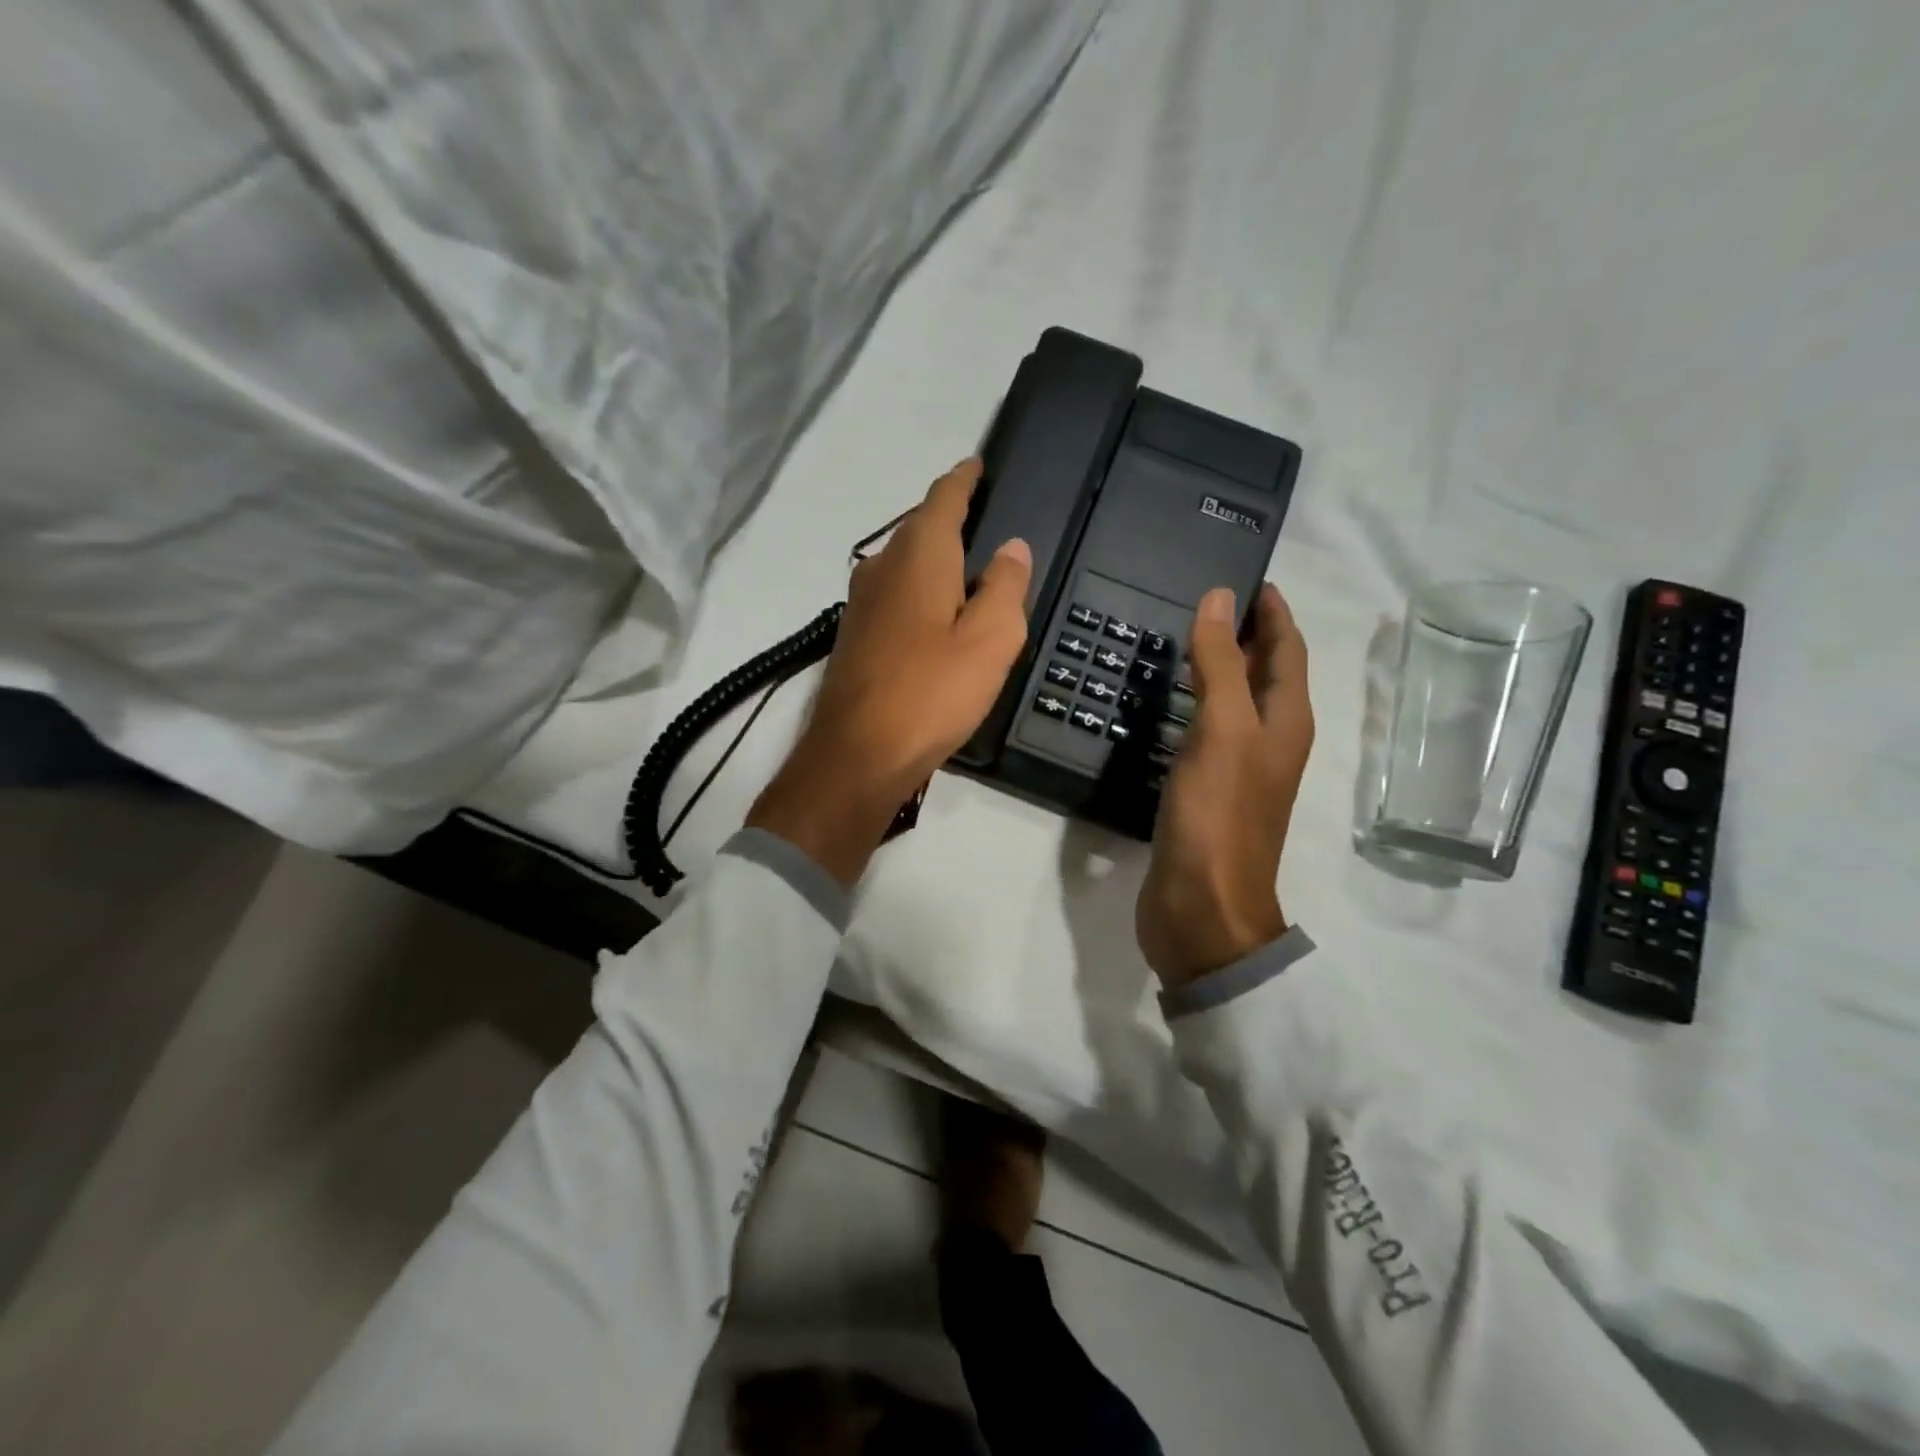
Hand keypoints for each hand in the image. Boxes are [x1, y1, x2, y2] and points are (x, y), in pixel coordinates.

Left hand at [747, 459, 1031, 886]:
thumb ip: (1006, 587)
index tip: (979, 464)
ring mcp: (861, 602)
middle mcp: (882, 567)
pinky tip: (936, 613)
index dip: (965, 478)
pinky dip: (919, 590)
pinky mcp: (855, 635)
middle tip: (987, 521)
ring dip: (933, 557)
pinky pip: (894, 594)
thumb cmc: (931, 692)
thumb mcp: (991, 640)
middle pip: (920, 528)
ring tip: (968, 568)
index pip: (943, 497)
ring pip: (904, 562)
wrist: (858, 754)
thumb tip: (1011, 547)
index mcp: (919, 556)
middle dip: (950, 517)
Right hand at [1137, 582, 1314, 987]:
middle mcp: (1268, 742)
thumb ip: (1219, 665)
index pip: (1287, 651)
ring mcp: (1236, 770)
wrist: (1202, 909)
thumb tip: (1219, 598)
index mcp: (1285, 723)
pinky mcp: (1205, 792)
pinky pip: (1204, 733)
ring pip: (1232, 704)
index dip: (1273, 613)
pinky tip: (1164, 703)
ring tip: (1182, 640)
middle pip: (1264, 675)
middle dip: (1246, 635)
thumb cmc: (1218, 817)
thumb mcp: (1222, 731)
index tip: (1250, 577)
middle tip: (1208, 600)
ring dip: (1217, 670)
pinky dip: (1191, 707)